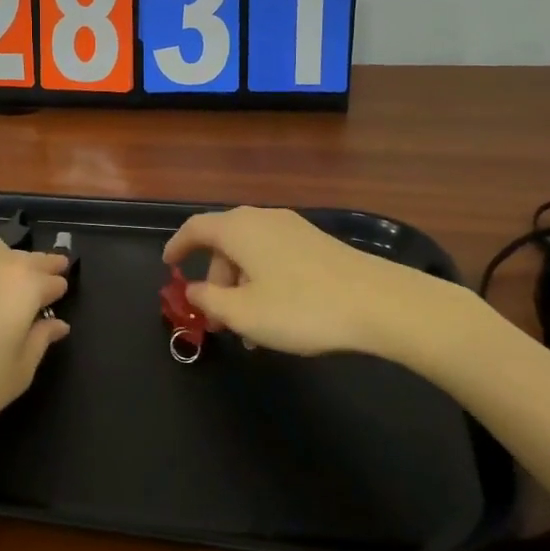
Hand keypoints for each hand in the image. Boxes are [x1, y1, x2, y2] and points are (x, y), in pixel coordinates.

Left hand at [0, 236, 69, 476]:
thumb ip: (40, 341)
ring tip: (8, 282)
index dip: (58, 289)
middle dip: (40, 268)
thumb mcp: (17, 373)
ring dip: (7, 259)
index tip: (60, 299)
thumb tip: (56, 324)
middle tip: (46, 281)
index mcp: (24, 285)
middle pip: (26, 257)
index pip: (52, 278)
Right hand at [161, 206, 480, 365]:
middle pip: (225, 244)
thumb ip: (210, 302)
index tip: (168, 267)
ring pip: (252, 254)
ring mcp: (294, 229)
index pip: (195, 228)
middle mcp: (264, 219)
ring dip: (241, 288)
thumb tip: (196, 291)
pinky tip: (278, 318)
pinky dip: (264, 283)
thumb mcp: (244, 314)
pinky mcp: (318, 244)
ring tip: (249, 331)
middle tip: (216, 318)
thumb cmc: (301, 308)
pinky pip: (276, 258)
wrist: (380, 303)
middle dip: (215, 280)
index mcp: (239, 229)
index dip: (177, 246)